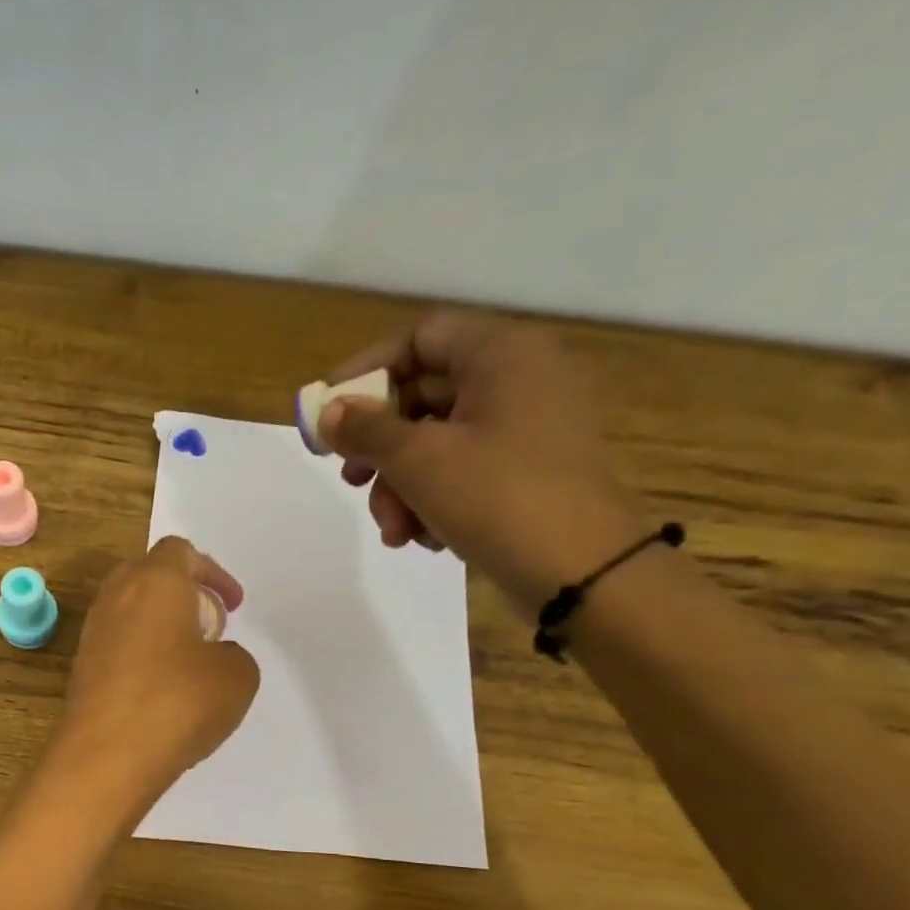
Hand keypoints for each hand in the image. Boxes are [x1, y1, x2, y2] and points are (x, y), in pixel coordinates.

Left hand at [52, 537, 259, 816]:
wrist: (105, 758)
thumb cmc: (177, 703)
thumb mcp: (237, 676)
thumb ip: (233, 654)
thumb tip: (213, 657)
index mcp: (155, 581)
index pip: (180, 551)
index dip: (212, 573)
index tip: (232, 606)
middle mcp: (116, 597)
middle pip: (149, 575)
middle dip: (182, 593)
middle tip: (208, 627)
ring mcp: (92, 633)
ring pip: (129, 611)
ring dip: (159, 625)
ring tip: (187, 662)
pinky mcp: (80, 668)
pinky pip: (116, 645)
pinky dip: (140, 654)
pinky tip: (159, 691)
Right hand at [321, 310, 648, 619]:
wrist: (581, 572)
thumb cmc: (496, 497)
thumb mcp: (418, 460)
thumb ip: (365, 429)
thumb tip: (329, 413)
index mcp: (503, 354)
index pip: (419, 337)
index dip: (366, 371)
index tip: (328, 412)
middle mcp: (522, 378)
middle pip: (424, 396)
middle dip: (380, 448)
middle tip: (349, 480)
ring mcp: (531, 428)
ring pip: (439, 442)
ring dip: (401, 487)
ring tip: (394, 531)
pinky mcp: (531, 472)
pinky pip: (466, 470)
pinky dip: (435, 499)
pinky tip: (425, 538)